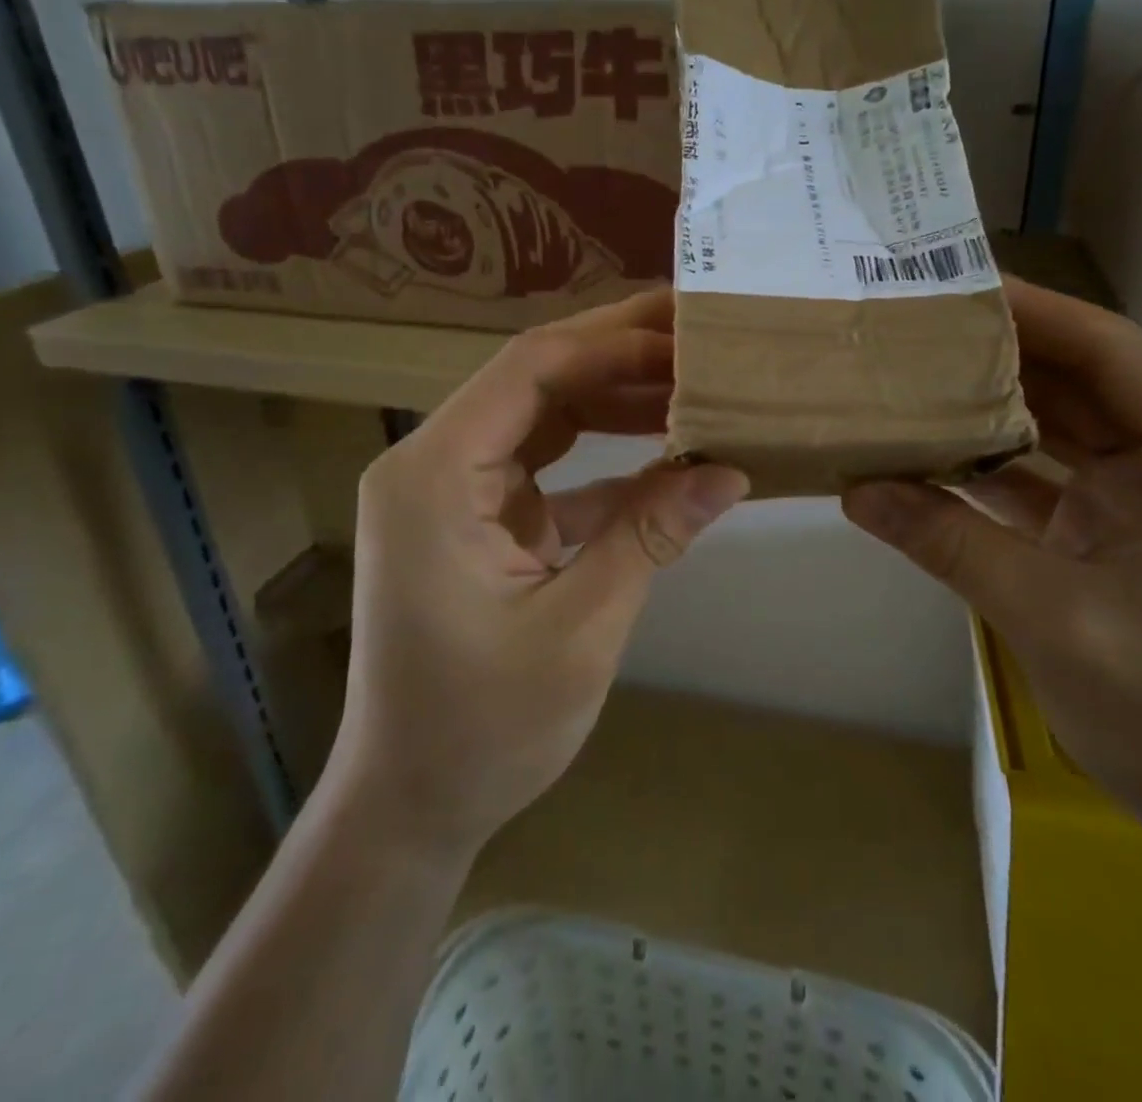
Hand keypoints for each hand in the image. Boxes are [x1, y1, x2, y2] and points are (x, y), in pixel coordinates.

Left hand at [333, 291, 747, 857]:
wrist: (411, 805)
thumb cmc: (483, 728)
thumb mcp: (581, 628)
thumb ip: (651, 535)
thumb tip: (731, 471)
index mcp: (435, 476)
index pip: (530, 370)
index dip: (614, 345)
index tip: (686, 336)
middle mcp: (433, 465)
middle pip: (534, 381)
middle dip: (617, 356)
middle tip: (696, 336)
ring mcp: (452, 492)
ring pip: (542, 417)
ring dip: (614, 401)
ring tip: (691, 383)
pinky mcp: (475, 520)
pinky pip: (544, 467)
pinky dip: (601, 459)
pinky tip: (664, 455)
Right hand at [843, 277, 1141, 861]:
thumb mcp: (1050, 617)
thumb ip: (948, 541)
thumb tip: (854, 489)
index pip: (1108, 349)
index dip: (1027, 310)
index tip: (948, 283)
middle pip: (1085, 378)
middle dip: (999, 354)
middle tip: (914, 327)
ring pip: (1070, 422)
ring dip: (997, 406)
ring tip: (914, 376)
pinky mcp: (1139, 523)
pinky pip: (1062, 472)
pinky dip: (1005, 462)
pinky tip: (937, 452)